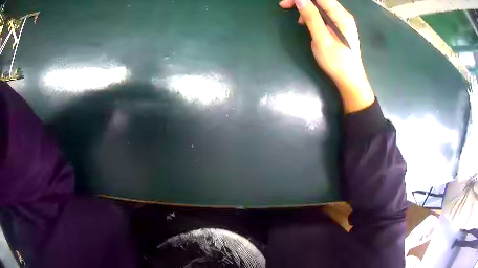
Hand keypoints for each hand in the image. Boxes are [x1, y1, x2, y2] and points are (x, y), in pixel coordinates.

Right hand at [280, 0, 374, 112]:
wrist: (350, 81)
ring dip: (305, 8)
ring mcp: (341, 20)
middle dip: (302, 0)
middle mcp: (342, 15)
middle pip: (320, 0)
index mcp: (341, 16)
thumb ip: (312, 18)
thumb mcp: (322, 40)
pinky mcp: (337, 26)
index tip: (286, 1)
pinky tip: (305, 23)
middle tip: (284, 5)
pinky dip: (311, 15)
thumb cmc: (337, 63)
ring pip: (320, 6)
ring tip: (296, 19)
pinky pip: (322, 14)